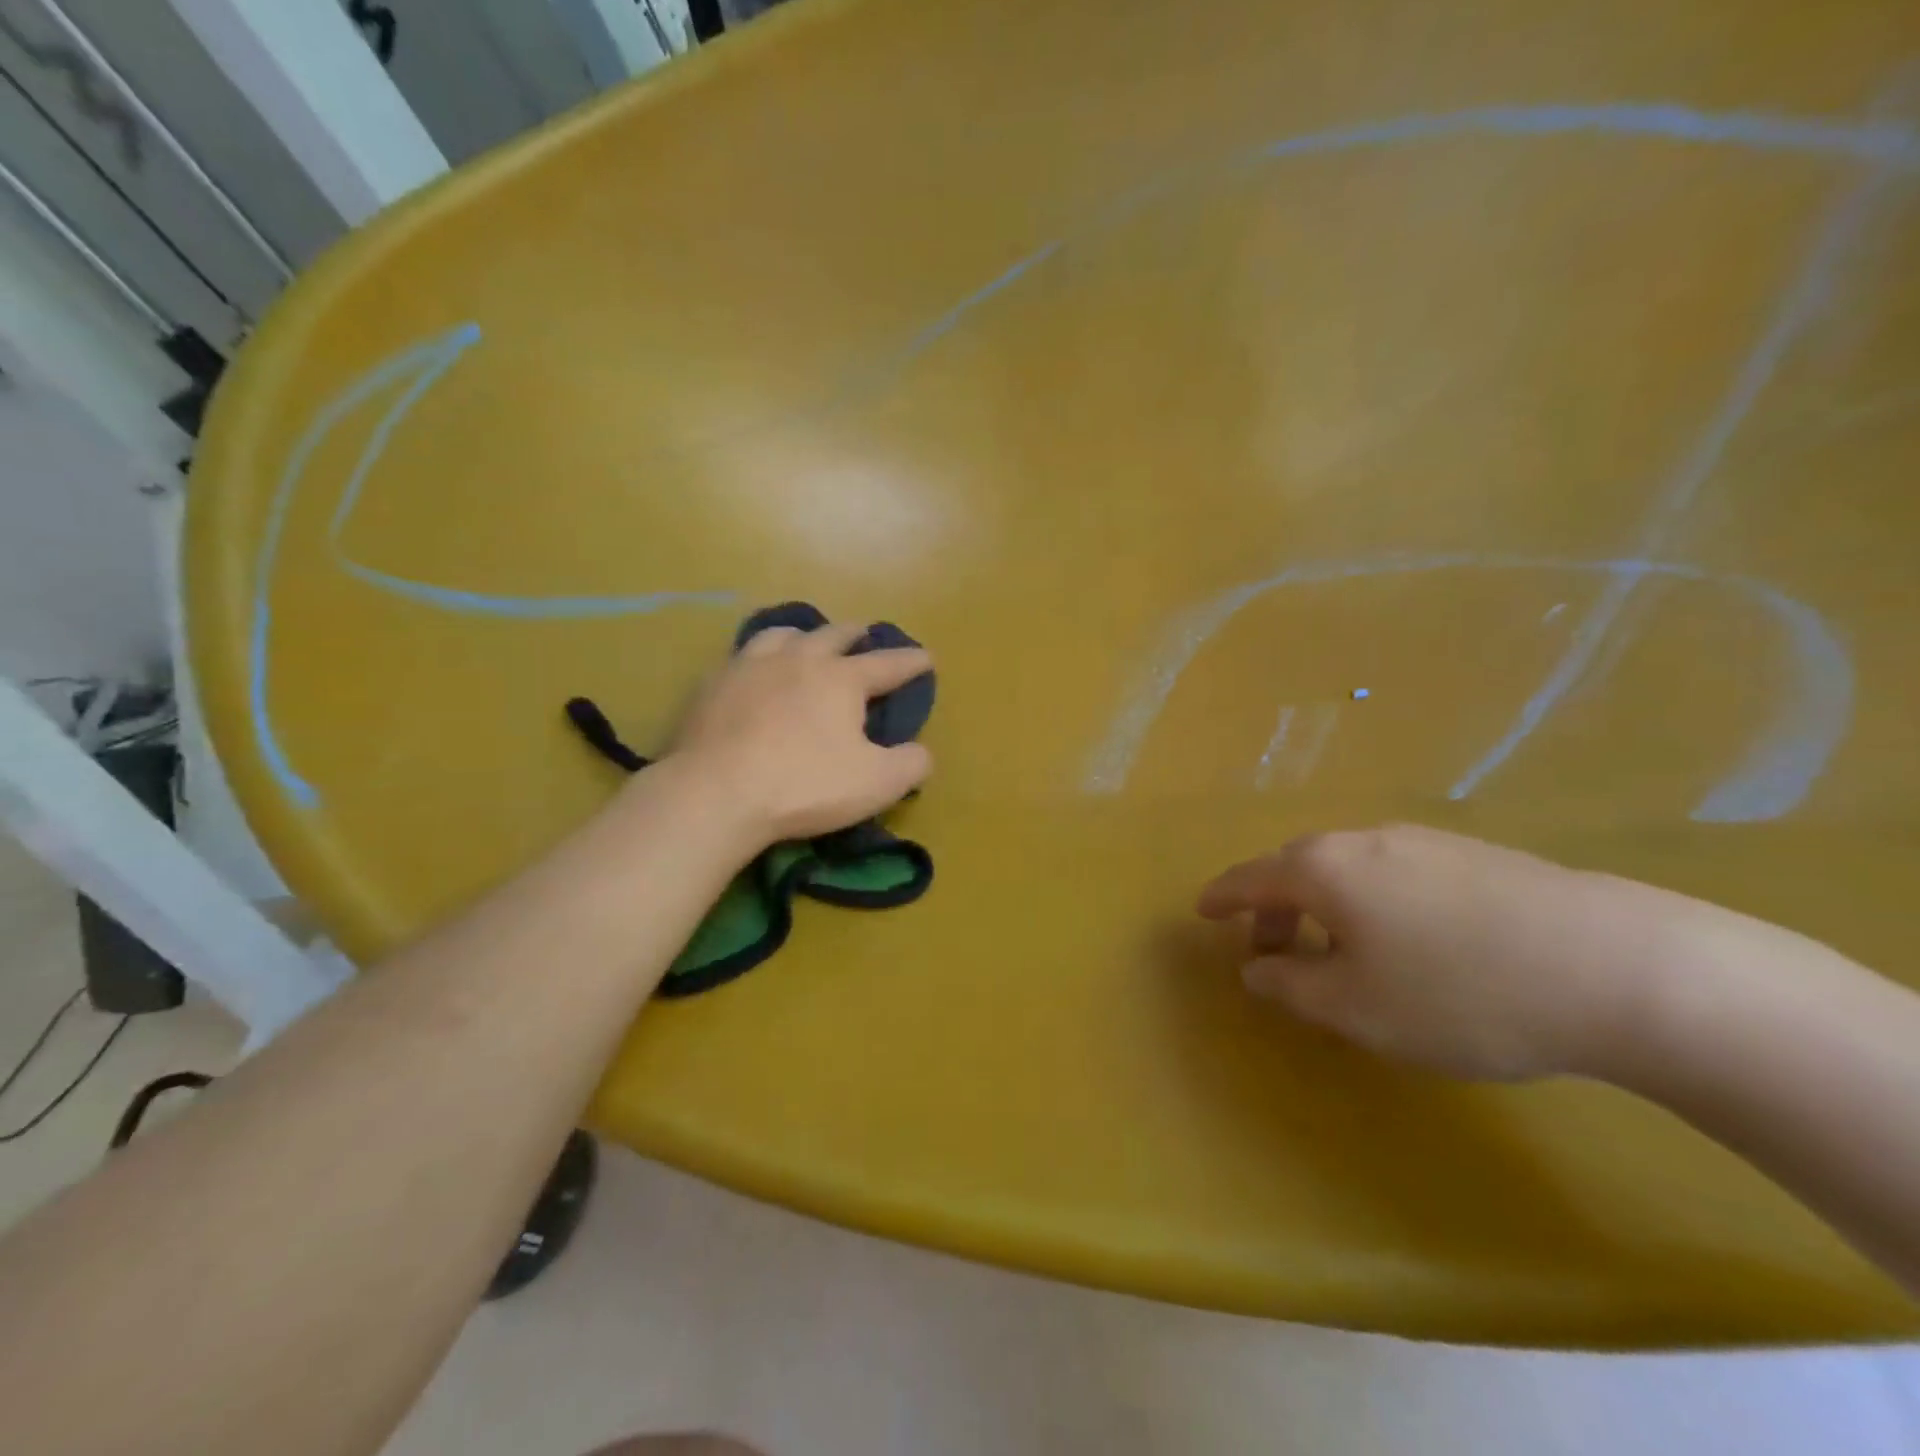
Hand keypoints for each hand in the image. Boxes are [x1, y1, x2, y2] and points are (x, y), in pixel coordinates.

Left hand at [665, 619, 932, 845]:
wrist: (716, 792)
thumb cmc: (804, 785)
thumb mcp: (877, 783)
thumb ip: (911, 764)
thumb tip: (921, 752)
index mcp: (842, 679)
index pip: (887, 664)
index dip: (911, 662)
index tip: (926, 658)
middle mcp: (798, 659)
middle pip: (833, 635)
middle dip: (855, 634)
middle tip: (864, 635)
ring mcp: (750, 666)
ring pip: (783, 635)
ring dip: (803, 636)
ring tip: (805, 642)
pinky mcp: (712, 684)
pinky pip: (742, 657)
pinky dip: (759, 658)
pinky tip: (754, 672)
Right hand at [1196, 823, 1778, 1080]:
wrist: (1620, 967)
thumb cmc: (1459, 993)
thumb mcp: (1355, 1008)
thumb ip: (1290, 985)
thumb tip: (1257, 968)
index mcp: (1323, 869)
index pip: (1249, 878)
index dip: (1221, 898)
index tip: (1201, 911)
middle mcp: (1364, 840)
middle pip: (1297, 868)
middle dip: (1273, 908)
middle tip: (1271, 953)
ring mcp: (1423, 841)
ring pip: (1349, 869)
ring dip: (1326, 906)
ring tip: (1340, 953)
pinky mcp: (1475, 854)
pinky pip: (1395, 873)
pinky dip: (1374, 902)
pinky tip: (1408, 942)